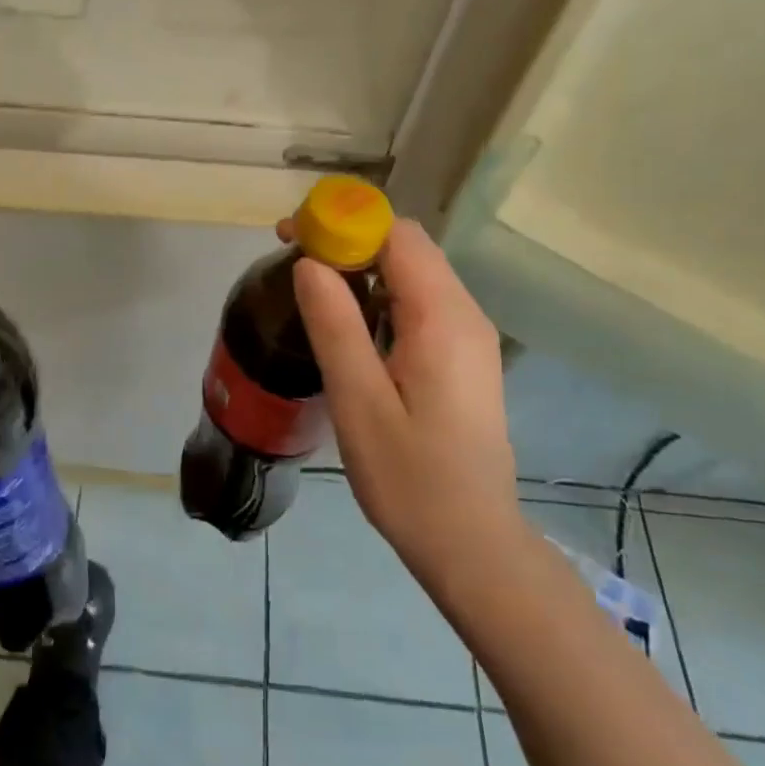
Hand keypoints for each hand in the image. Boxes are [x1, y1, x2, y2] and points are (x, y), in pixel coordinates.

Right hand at [290, 219, 525, 586]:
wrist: (471, 543)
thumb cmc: (410, 478)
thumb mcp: (359, 401)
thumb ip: (335, 326)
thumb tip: (310, 262)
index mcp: (443, 319)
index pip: (397, 236)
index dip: (344, 222)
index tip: (293, 235)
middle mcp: (465, 314)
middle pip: (408, 247)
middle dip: (348, 238)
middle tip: (293, 258)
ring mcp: (469, 336)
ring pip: (414, 273)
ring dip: (362, 265)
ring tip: (311, 286)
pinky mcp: (463, 357)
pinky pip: (421, 302)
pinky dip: (380, 293)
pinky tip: (348, 322)